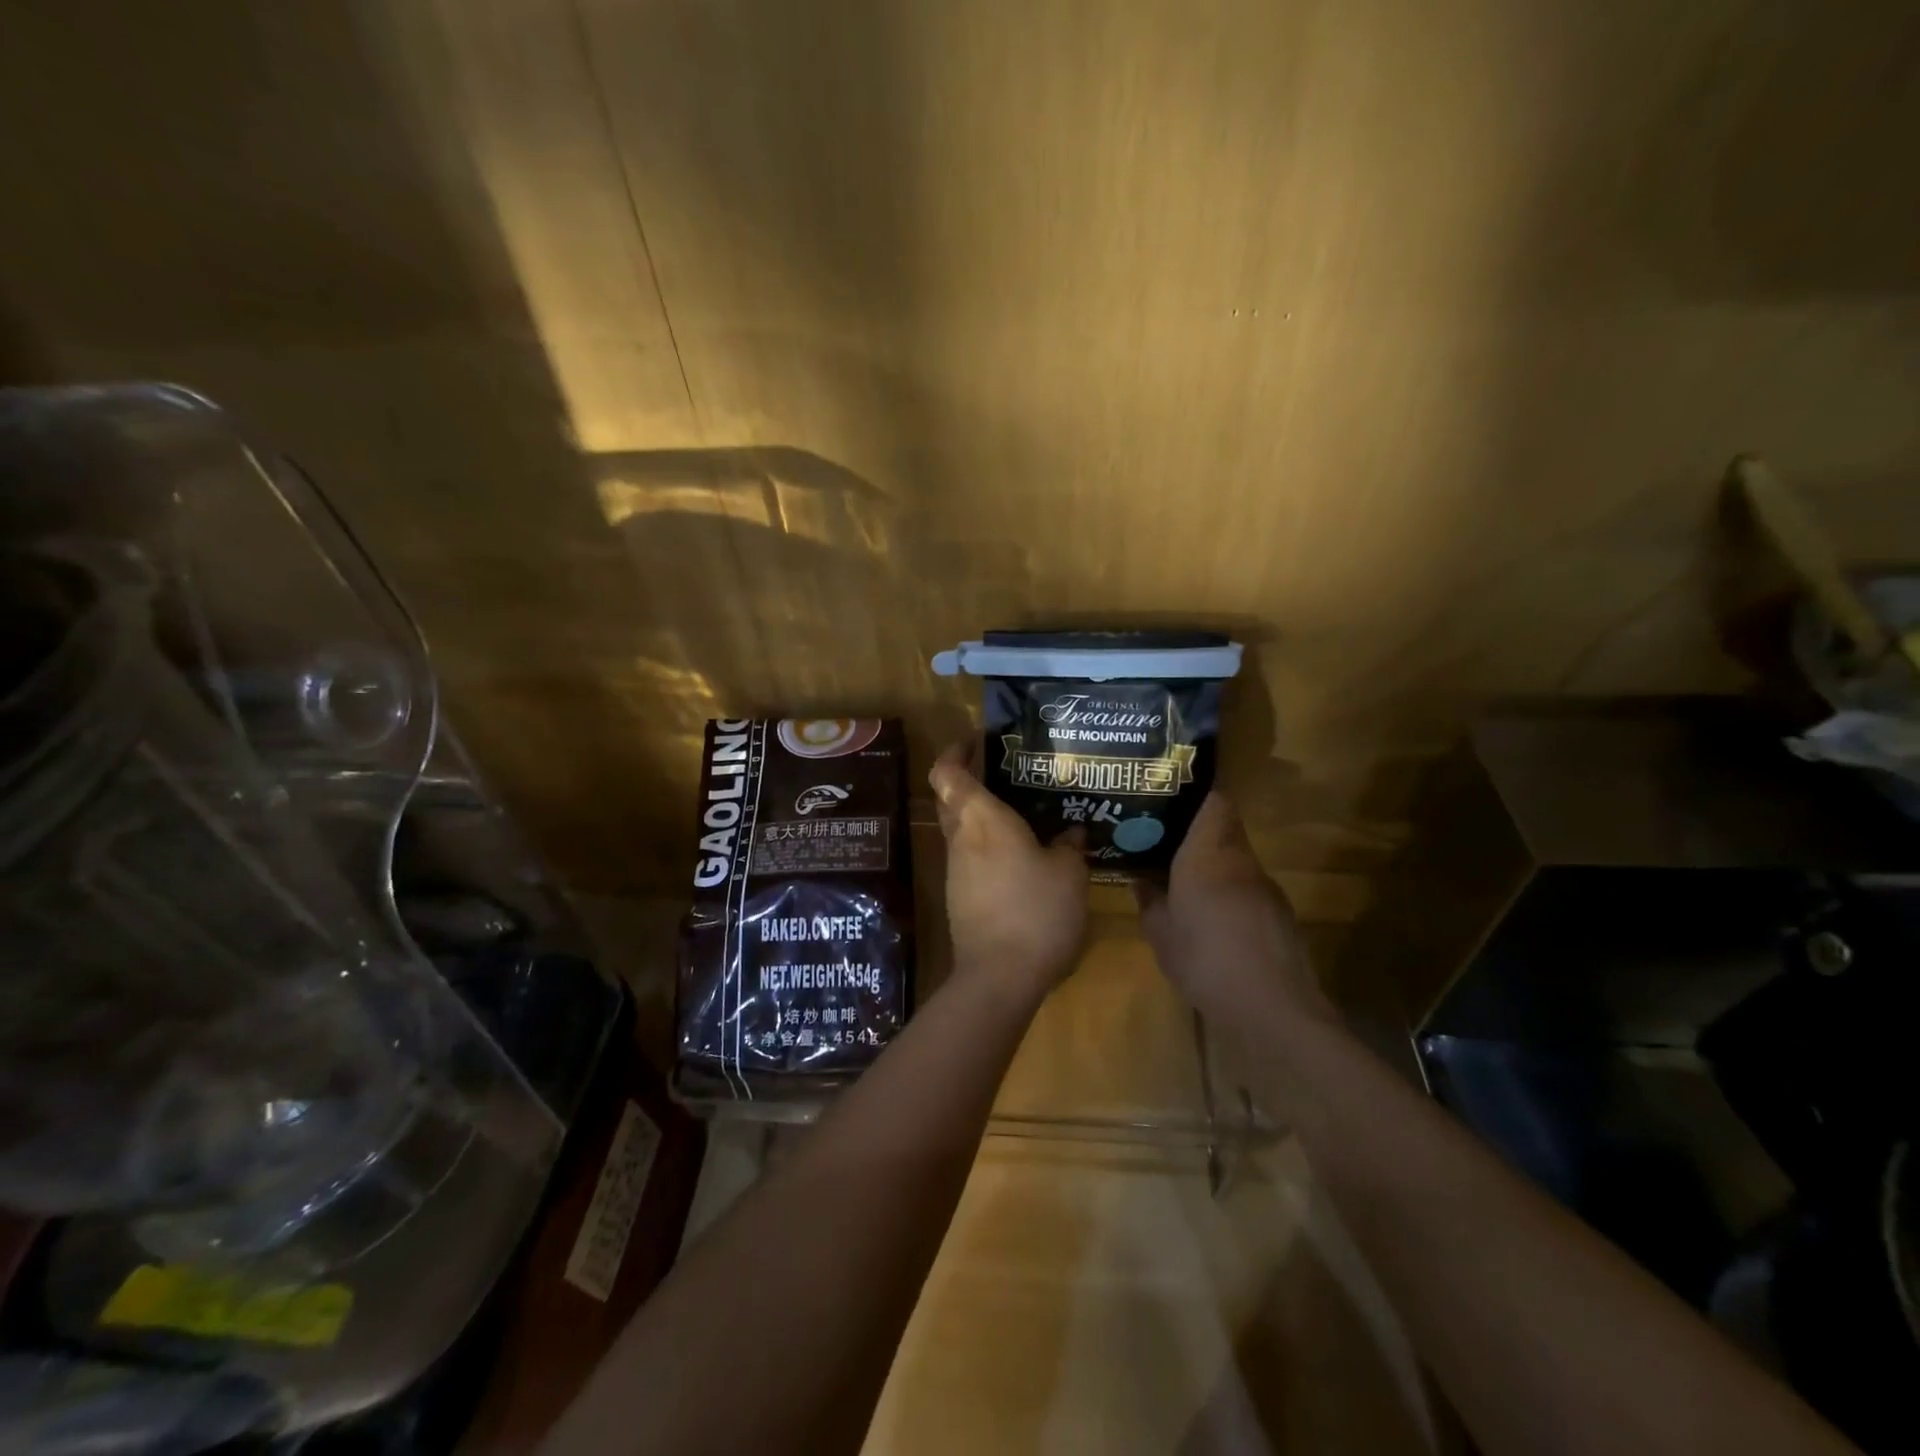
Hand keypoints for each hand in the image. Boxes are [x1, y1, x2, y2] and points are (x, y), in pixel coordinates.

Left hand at [929, 744, 1087, 1000]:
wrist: (1000, 976)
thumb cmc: (1036, 911)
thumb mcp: (1069, 873)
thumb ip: (1068, 846)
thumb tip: (1069, 832)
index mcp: (982, 819)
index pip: (947, 772)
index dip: (955, 751)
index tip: (976, 740)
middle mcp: (961, 838)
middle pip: (951, 798)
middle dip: (971, 781)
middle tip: (1008, 774)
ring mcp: (956, 870)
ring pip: (961, 830)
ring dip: (983, 818)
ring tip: (1025, 816)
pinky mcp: (960, 898)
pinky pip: (971, 859)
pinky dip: (989, 849)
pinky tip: (1023, 858)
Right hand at [1135, 792, 1333, 1030]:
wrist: (1272, 1009)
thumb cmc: (1205, 960)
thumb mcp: (1161, 934)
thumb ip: (1149, 902)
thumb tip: (1140, 881)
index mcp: (1208, 855)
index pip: (1215, 802)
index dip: (1198, 794)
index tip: (1173, 797)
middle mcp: (1241, 861)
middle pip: (1225, 829)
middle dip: (1197, 832)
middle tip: (1164, 841)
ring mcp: (1265, 888)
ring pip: (1236, 860)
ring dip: (1213, 865)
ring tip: (1182, 880)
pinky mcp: (1280, 915)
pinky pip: (1248, 889)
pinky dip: (1230, 893)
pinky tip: (1213, 919)